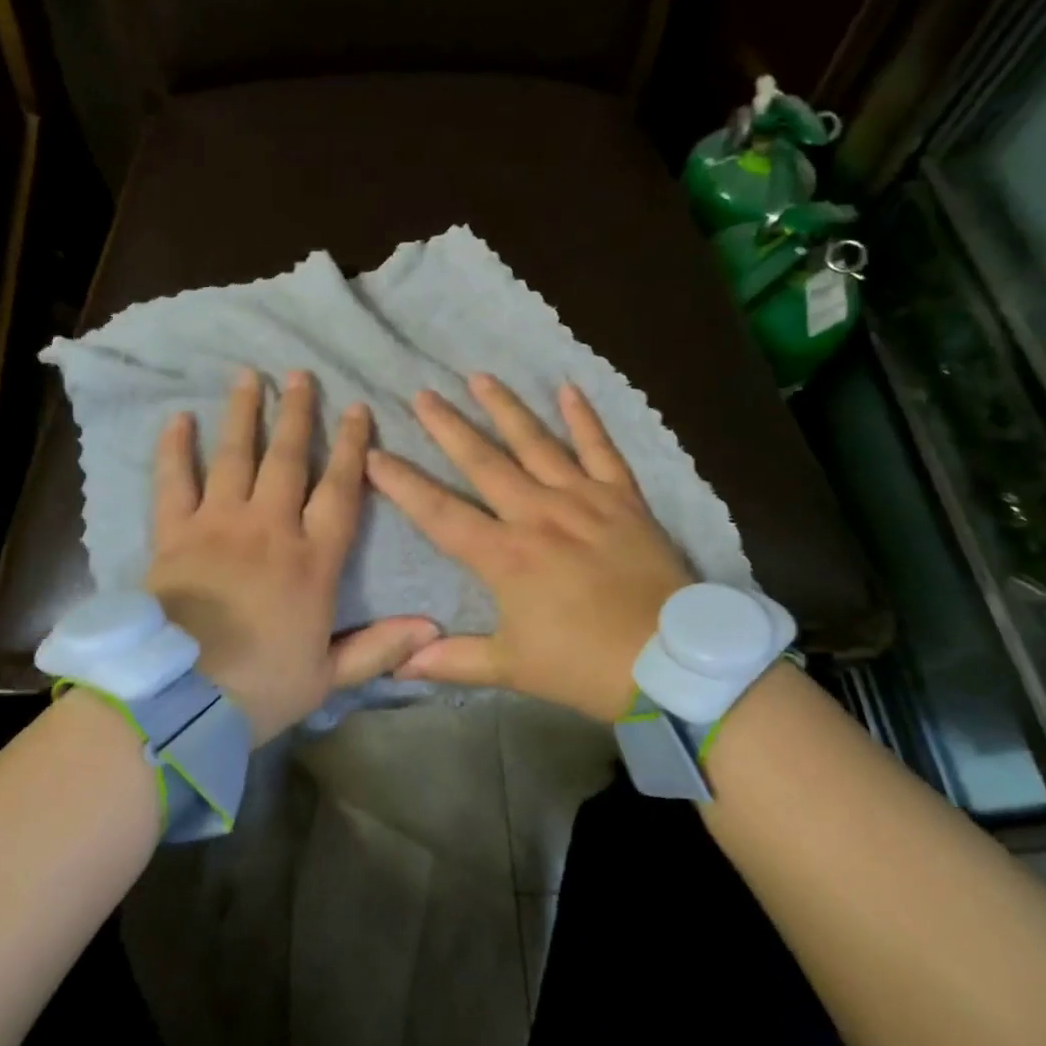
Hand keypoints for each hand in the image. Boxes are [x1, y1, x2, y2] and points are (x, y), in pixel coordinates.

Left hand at [146, 368, 438, 742]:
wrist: (177, 701)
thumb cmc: (259, 689)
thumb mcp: (327, 678)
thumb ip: (379, 647)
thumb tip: (433, 628)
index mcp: (312, 561)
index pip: (340, 490)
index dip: (352, 447)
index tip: (358, 409)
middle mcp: (269, 529)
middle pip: (287, 459)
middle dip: (297, 414)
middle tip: (300, 375)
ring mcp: (218, 525)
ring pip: (234, 457)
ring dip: (243, 414)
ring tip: (248, 376)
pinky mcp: (174, 535)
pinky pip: (174, 482)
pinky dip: (175, 449)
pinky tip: (178, 418)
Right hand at [364, 375, 691, 721]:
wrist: (672, 662)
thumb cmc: (584, 666)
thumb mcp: (513, 668)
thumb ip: (453, 661)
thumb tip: (398, 666)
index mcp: (504, 555)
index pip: (439, 512)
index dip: (401, 483)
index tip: (373, 454)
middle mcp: (536, 514)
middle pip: (482, 462)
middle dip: (447, 427)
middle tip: (422, 395)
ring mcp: (582, 500)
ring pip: (535, 443)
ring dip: (504, 408)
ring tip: (478, 376)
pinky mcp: (622, 498)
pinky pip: (600, 449)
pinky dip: (584, 418)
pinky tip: (567, 388)